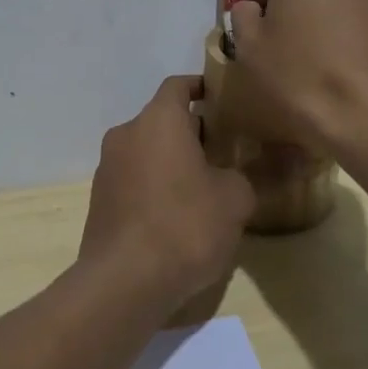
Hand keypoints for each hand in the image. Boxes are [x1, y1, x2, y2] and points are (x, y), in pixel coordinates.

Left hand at [80, 75, 256, 308]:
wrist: (124, 283)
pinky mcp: (99, 201)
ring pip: (147, 150)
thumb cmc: (185, 225)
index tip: (225, 100)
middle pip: (163, 119)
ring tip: (204, 185)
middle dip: (193, 131)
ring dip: (172, 160)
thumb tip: (267, 163)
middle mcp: (127, 134)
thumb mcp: (235, 198)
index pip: (178, 85)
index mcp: (158, 120)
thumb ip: (251, 173)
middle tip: (225, 150)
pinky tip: (177, 215)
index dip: (202, 88)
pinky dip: (155, 185)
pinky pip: (134, 179)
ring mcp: (107, 168)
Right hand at [228, 0, 367, 152]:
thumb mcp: (249, 48)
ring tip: (330, 69)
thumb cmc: (302, 75)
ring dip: (337, 24)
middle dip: (304, 11)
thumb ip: (244, 18)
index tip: (261, 45)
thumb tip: (254, 10)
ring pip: (349, 4)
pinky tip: (359, 77)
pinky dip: (367, 42)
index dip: (260, 14)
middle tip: (294, 55)